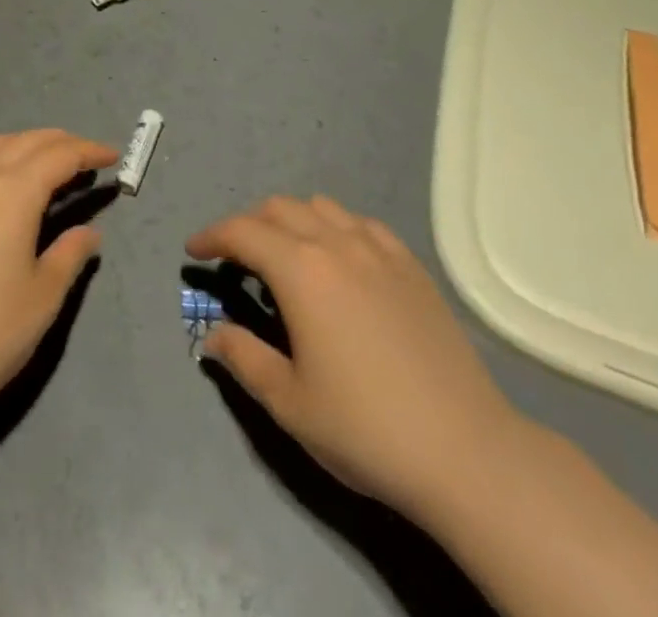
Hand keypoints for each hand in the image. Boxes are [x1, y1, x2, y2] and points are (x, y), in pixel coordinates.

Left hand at [0, 129, 117, 432]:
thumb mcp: (44, 297)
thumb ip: (69, 254)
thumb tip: (88, 232)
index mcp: (14, 192)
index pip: (60, 155)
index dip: (90, 151)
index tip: (113, 156)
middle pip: (26, 142)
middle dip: (60, 142)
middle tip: (86, 157)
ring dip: (22, 145)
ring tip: (41, 163)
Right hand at [186, 195, 520, 517]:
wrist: (464, 449)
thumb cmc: (365, 427)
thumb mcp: (289, 401)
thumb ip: (244, 357)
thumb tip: (212, 335)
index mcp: (301, 270)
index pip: (242, 232)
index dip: (212, 236)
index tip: (193, 250)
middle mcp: (336, 243)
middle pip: (279, 209)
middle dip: (248, 224)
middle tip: (234, 258)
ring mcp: (379, 248)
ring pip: (321, 207)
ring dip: (291, 220)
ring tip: (285, 255)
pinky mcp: (410, 264)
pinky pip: (361, 224)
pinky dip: (335, 228)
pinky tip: (340, 259)